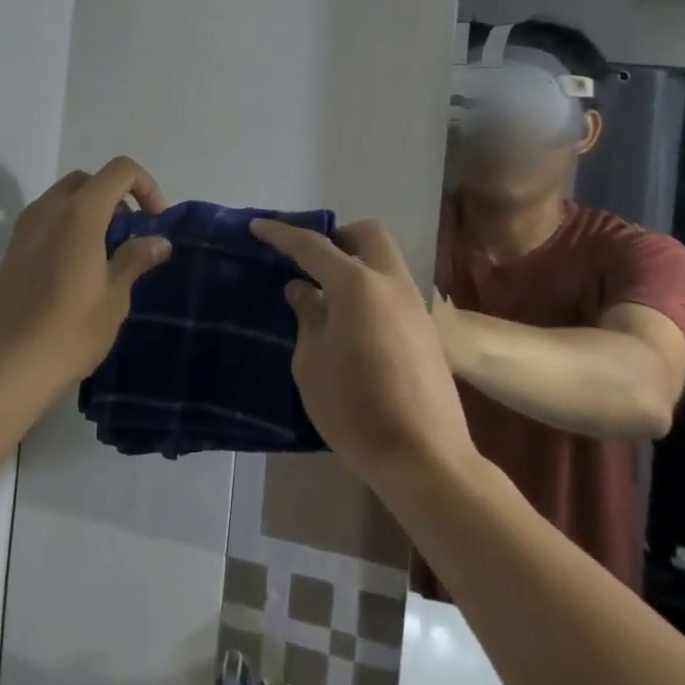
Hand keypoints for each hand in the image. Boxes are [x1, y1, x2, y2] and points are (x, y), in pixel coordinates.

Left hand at [0, 157, 172, 390]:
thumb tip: (158, 241)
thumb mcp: (114, 296)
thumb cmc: (69, 329)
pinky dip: (69, 227)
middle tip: (131, 236)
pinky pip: (48, 220)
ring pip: (65, 199)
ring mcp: (25, 227)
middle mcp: (49, 208)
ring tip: (107, 255)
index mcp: (80, 211)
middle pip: (90, 180)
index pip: (120, 170)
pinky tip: (78, 269)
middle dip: (117, 198)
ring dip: (92, 213)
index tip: (156, 221)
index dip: (146, 186)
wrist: (4, 367)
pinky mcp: (12, 249)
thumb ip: (135, 259)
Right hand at [250, 217, 476, 489]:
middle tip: (310, 262)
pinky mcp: (426, 330)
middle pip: (367, 235)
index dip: (282, 234)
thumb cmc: (356, 409)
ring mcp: (414, 305)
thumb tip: (303, 290)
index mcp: (357, 286)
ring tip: (328, 298)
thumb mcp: (312, 364)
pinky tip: (353, 326)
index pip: (313, 246)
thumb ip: (308, 317)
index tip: (258, 226)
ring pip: (385, 262)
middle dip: (337, 238)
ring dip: (356, 265)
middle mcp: (391, 283)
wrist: (425, 458)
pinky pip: (393, 291)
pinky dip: (370, 291)